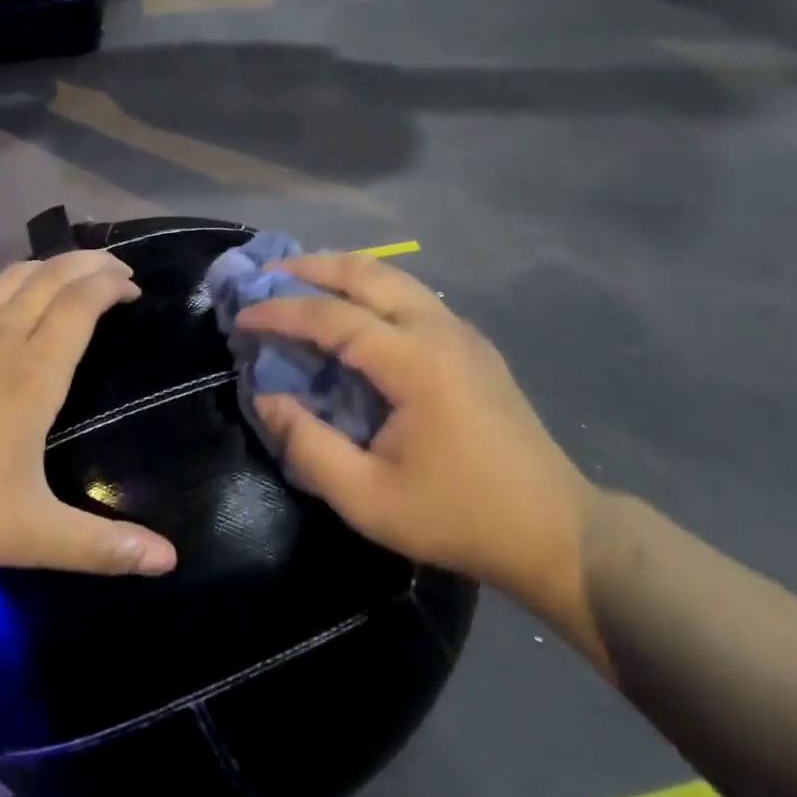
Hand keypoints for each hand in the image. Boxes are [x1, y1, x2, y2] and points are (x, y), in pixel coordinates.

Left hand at [0, 253, 177, 576]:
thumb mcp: (29, 534)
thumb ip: (100, 546)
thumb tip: (169, 559)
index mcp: (33, 371)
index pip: (80, 302)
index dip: (111, 286)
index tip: (135, 289)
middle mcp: (3, 336)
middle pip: (53, 274)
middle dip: (91, 263)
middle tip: (119, 272)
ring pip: (16, 273)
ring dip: (54, 265)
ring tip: (77, 276)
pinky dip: (15, 280)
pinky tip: (15, 299)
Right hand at [236, 255, 601, 649]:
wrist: (555, 530)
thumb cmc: (456, 516)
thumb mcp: (367, 497)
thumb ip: (307, 445)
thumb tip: (266, 396)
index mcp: (414, 362)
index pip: (332, 317)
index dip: (280, 312)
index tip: (241, 316)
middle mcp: (439, 329)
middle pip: (366, 272)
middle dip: (309, 267)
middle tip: (264, 275)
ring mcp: (461, 332)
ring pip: (392, 276)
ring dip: (341, 272)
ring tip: (298, 282)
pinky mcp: (471, 344)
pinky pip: (410, 296)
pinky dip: (369, 289)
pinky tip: (350, 310)